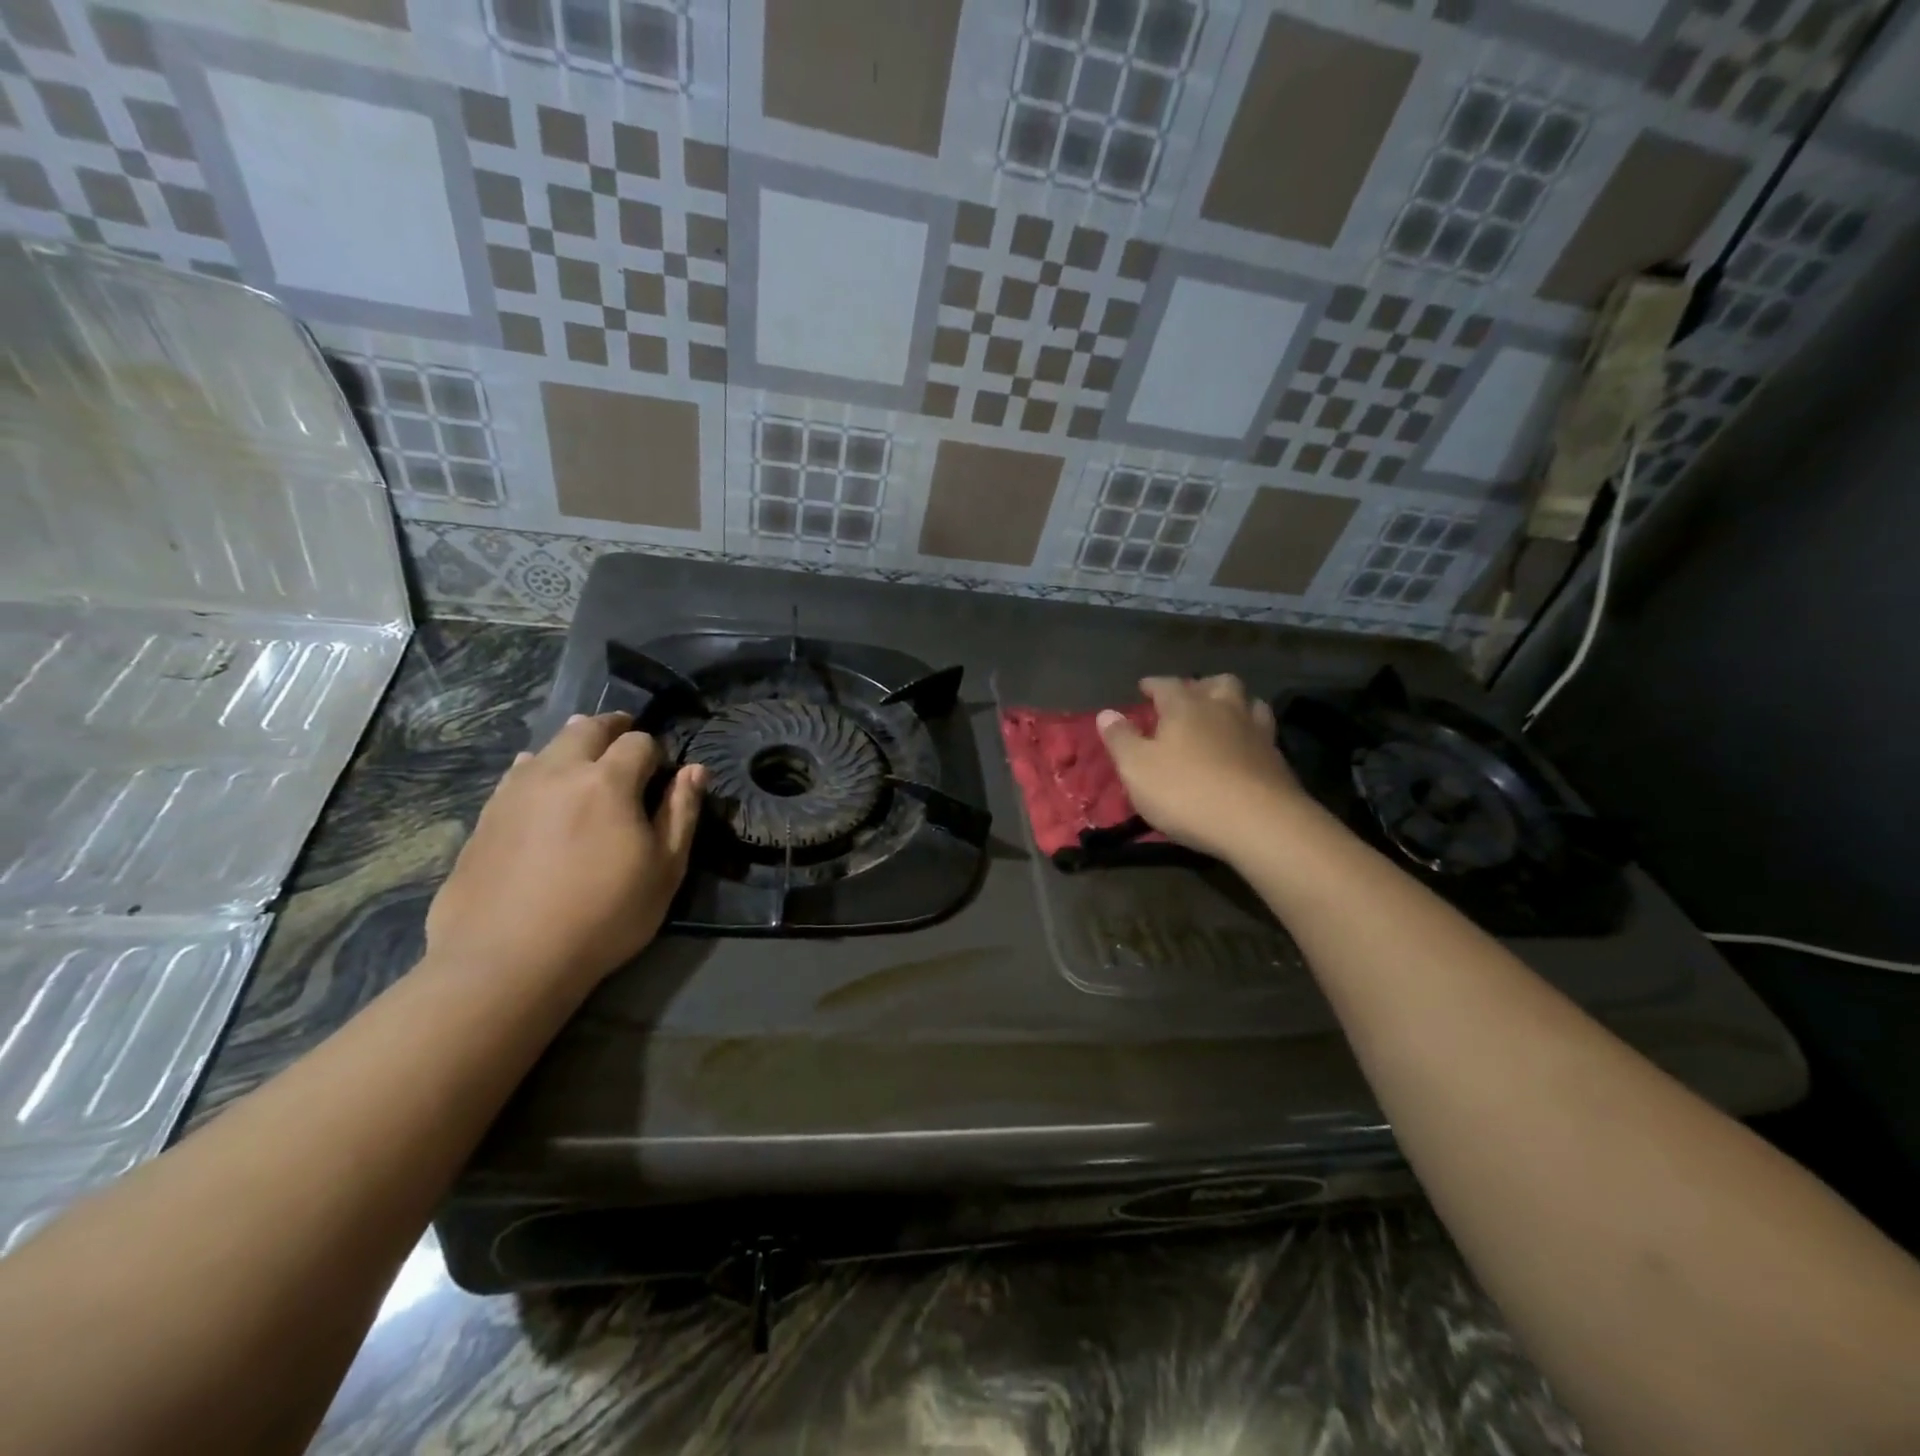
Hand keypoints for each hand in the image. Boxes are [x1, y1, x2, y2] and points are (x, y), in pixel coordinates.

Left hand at [426, 712, 706, 990]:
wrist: (507, 959)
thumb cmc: (604, 915)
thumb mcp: (664, 869)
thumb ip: (681, 813)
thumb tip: (695, 770)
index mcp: (608, 781)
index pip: (639, 743)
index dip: (656, 751)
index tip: (663, 773)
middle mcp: (559, 772)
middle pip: (586, 729)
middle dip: (612, 728)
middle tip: (626, 737)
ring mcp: (515, 791)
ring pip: (547, 746)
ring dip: (573, 743)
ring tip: (586, 756)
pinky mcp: (486, 816)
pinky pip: (516, 773)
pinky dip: (537, 768)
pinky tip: (540, 784)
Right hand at [1097, 676, 1305, 860]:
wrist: (1258, 823)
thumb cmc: (1186, 792)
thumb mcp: (1137, 769)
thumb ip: (1120, 739)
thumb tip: (1106, 713)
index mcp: (1186, 706)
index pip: (1166, 685)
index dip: (1153, 685)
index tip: (1144, 687)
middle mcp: (1223, 709)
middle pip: (1216, 683)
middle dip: (1200, 686)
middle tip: (1188, 699)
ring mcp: (1255, 732)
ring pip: (1248, 702)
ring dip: (1233, 704)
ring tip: (1221, 717)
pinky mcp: (1277, 758)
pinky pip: (1263, 733)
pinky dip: (1250, 734)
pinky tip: (1243, 748)